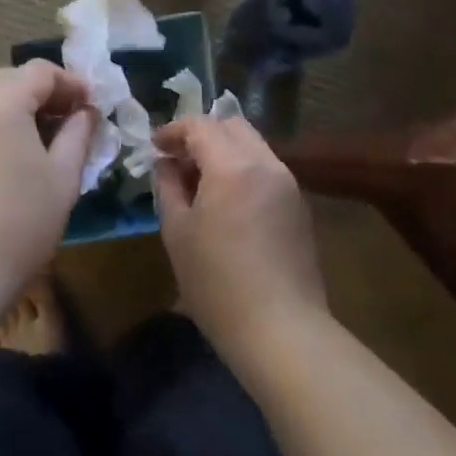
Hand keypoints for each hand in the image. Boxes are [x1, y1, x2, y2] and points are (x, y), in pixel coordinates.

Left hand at [0, 62, 96, 317]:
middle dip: (43, 94)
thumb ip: (78, 134)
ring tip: (43, 141)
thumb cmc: (18, 224)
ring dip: (17, 109)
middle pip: (9, 79)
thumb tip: (85, 113)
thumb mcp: (63, 178)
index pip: (40, 72)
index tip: (93, 106)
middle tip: (71, 121)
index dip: (71, 83)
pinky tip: (10, 157)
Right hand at [153, 116, 327, 366]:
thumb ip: (168, 186)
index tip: (155, 147)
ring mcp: (288, 184)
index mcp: (233, 166)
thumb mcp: (177, 232)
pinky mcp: (299, 206)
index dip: (173, 131)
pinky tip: (228, 202)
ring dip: (224, 151)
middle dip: (201, 134)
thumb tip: (165, 163)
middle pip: (232, 125)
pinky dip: (243, 169)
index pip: (200, 125)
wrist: (282, 330)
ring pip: (253, 145)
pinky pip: (266, 169)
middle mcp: (266, 164)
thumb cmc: (218, 283)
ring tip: (201, 183)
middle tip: (178, 160)